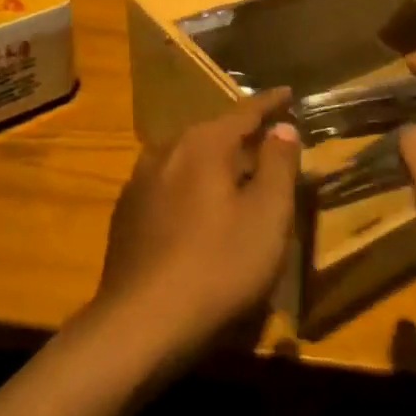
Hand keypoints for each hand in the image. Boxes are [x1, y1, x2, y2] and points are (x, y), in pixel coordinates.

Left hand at [98, 89, 301, 355]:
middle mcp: (166, 152)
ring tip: (236, 174)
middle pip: (211, 133)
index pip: (243, 112)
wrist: (141, 323)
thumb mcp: (267, 215)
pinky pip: (169, 185)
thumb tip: (282, 128)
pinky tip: (200, 211)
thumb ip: (278, 165)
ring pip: (187, 159)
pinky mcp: (126, 215)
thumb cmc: (218, 265)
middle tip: (268, 140)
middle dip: (241, 134)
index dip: (270, 103)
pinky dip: (192, 187)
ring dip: (214, 162)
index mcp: (202, 145)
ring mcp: (139, 183)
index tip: (289, 93)